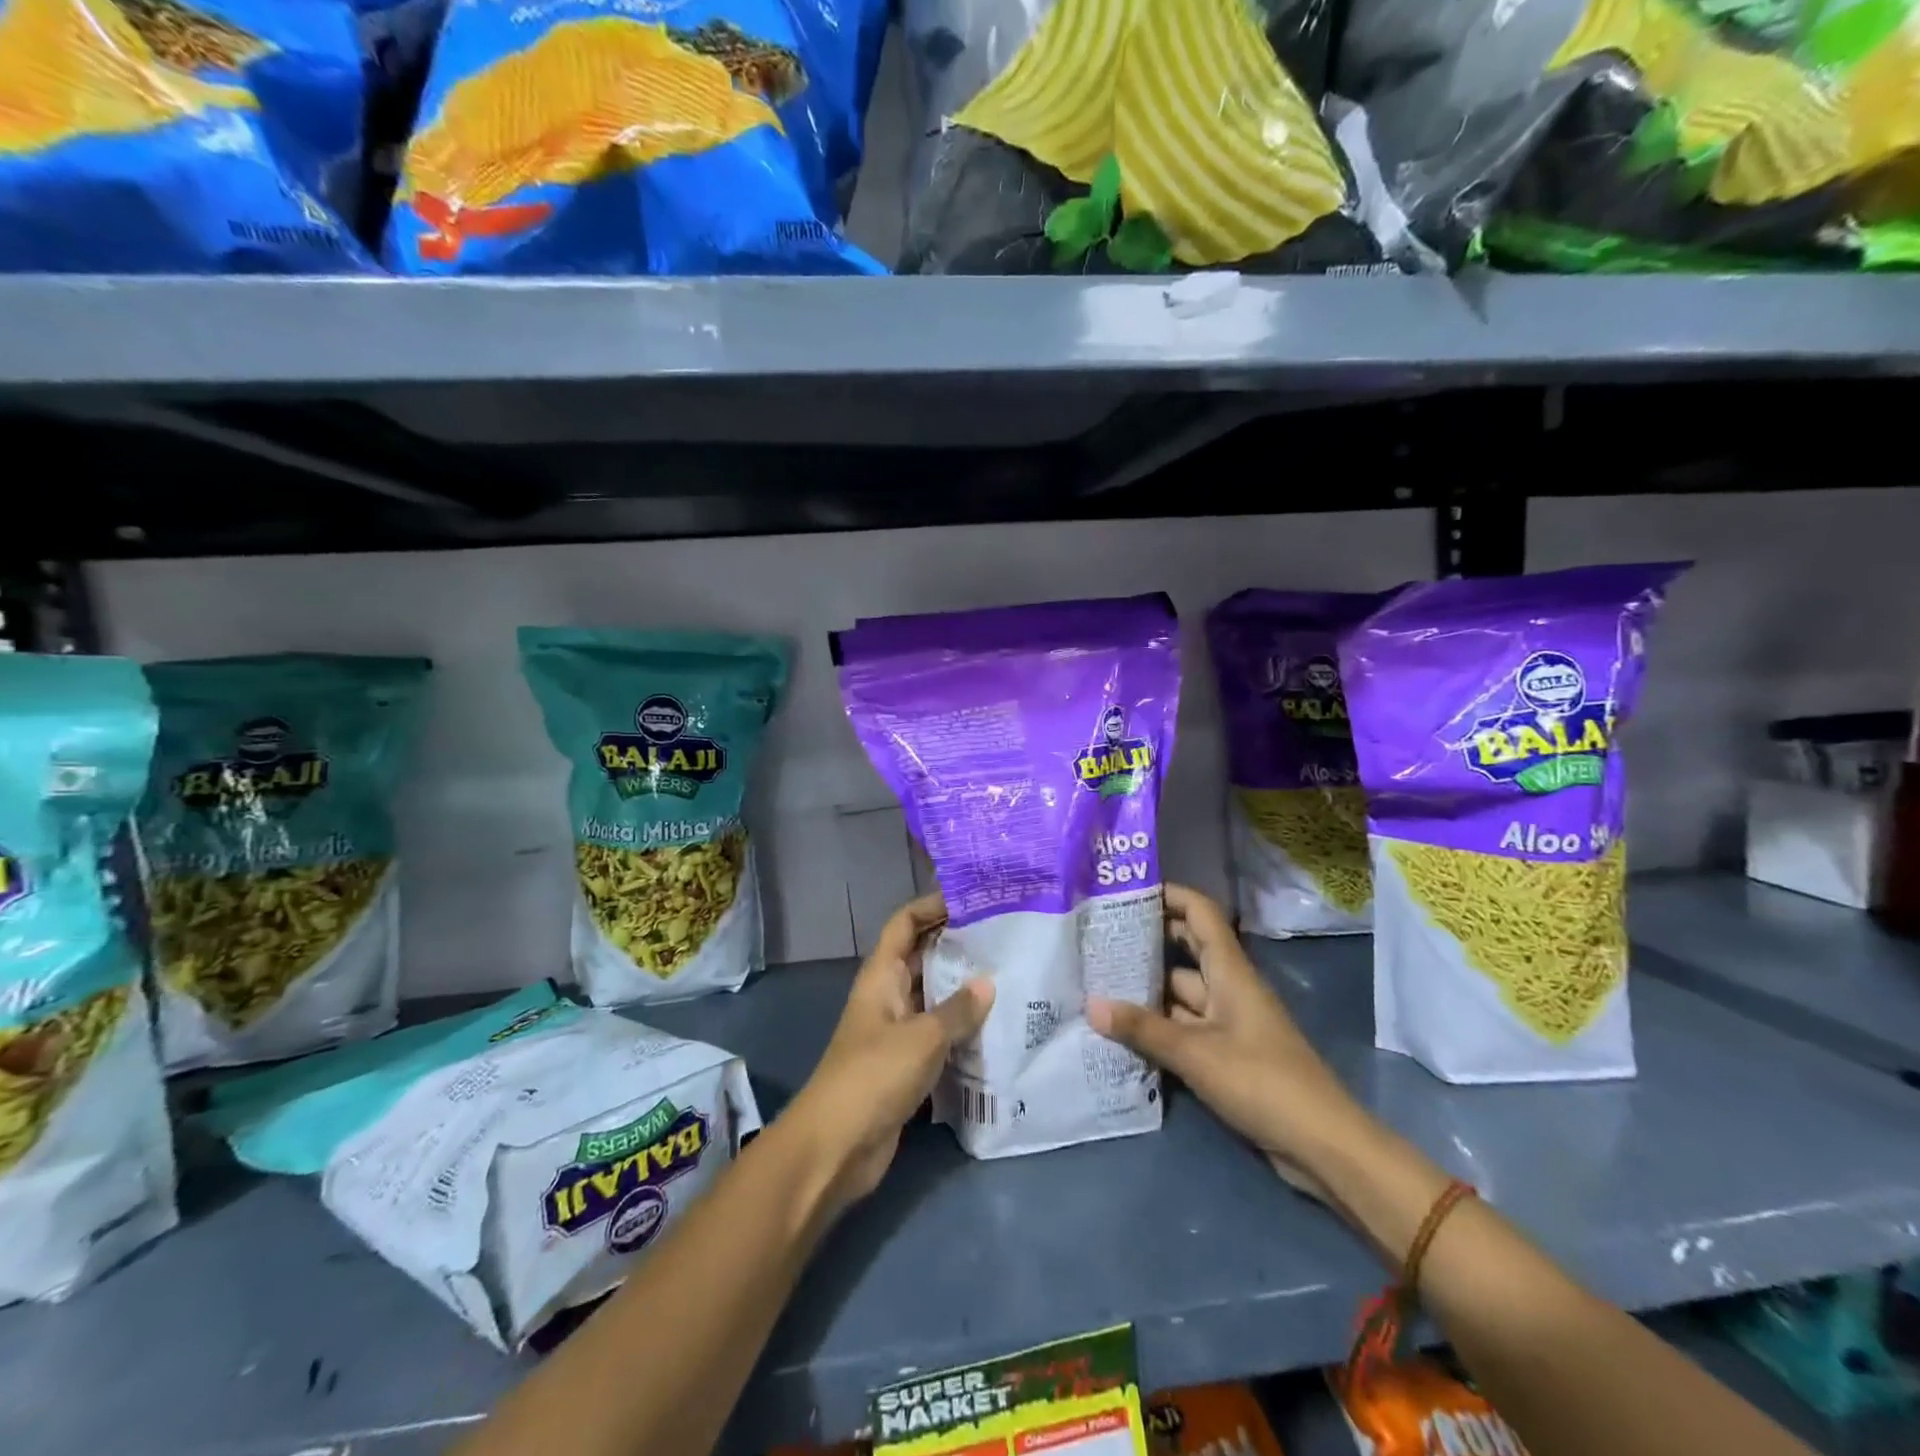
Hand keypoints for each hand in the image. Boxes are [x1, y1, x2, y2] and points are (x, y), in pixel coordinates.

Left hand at [786, 894, 993, 1210]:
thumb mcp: (922, 1037)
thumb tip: (988, 983)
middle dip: (958, 945)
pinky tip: (997, 1027)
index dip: (932, 905)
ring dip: (964, 988)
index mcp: (882, 975)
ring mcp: (896, 1030)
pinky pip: (938, 1033)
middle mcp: (888, 995)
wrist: (836, 1147)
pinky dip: (962, 1028)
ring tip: (1010, 975)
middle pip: (923, 956)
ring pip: (934, 996)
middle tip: (1005, 936)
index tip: (973, 898)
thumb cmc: (874, 1076)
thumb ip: (958, 1009)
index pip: (904, 923)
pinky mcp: (906, 1063)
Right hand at [1087, 884, 1368, 1200]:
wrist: (1320, 1144)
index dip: (1168, 895)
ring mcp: (1226, 1022)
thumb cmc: (1261, 1081)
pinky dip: (1156, 1026)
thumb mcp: (1195, 1053)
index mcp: (1229, 971)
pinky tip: (1120, 1028)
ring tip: (1096, 980)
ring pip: (1179, 993)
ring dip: (1145, 989)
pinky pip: (1183, 1027)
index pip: (1199, 913)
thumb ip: (1142, 1028)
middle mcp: (1227, 987)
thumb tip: (1090, 1004)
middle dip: (1146, 941)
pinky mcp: (1224, 1054)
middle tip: (1097, 937)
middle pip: (1185, 950)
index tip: (1126, 892)